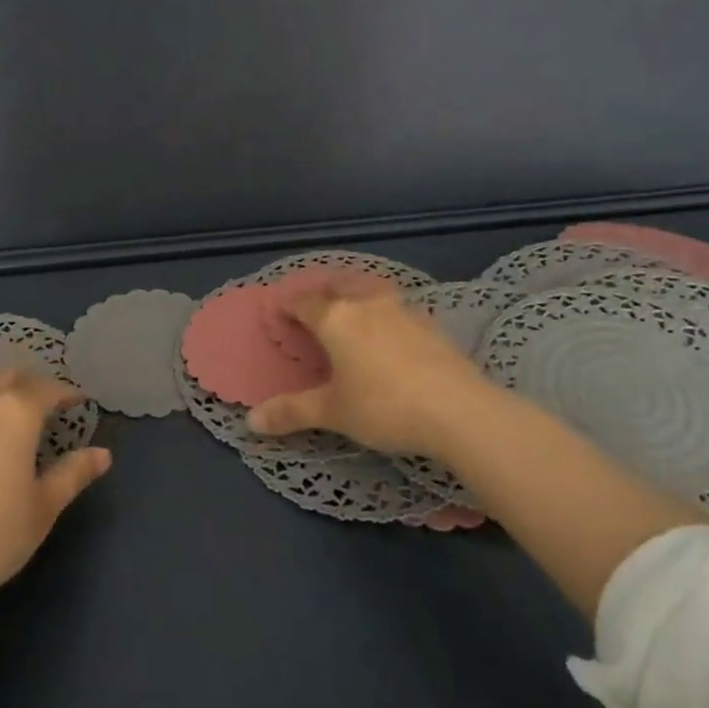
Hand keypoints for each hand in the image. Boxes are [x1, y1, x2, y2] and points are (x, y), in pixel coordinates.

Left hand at [0, 371, 110, 624]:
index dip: (66, 392)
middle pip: (8, 377)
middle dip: (30, 384)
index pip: (48, 388)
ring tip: (2, 410)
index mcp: (15, 411)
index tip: (78, 400)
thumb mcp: (42, 509)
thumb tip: (102, 454)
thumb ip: (72, 474)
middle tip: (44, 402)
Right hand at [246, 292, 493, 458]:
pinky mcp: (431, 325)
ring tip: (353, 308)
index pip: (305, 303)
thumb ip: (292, 412)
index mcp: (336, 319)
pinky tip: (392, 332)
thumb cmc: (383, 406)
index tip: (279, 311)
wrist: (457, 410)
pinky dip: (386, 313)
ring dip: (358, 295)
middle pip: (340, 285)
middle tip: (315, 303)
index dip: (289, 305)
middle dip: (324, 291)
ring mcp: (403, 311)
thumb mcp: (333, 412)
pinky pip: (399, 309)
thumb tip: (250, 421)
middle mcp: (367, 305)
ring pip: (372, 291)